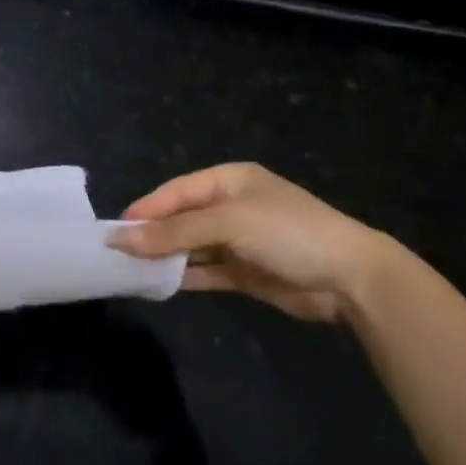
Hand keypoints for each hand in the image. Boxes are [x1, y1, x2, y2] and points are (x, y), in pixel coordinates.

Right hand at [107, 162, 394, 322]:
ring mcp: (239, 241)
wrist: (350, 279)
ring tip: (130, 271)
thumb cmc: (287, 232)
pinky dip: (184, 277)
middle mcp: (231, 207)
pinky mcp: (245, 272)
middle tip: (116, 253)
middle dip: (152, 234)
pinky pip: (206, 271)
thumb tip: (122, 239)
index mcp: (228, 180)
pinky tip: (159, 284)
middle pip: (180, 218)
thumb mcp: (228, 223)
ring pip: (190, 246)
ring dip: (165, 257)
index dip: (146, 209)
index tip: (114, 230)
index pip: (175, 191)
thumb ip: (174, 231)